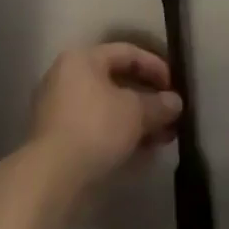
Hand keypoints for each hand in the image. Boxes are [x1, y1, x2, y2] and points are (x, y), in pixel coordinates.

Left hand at [31, 43, 182, 188]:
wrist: (53, 176)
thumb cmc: (96, 128)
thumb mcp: (136, 112)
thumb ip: (159, 104)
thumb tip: (175, 102)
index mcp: (82, 60)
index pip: (127, 52)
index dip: (155, 66)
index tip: (175, 87)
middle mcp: (66, 78)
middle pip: (117, 82)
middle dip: (148, 100)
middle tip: (171, 116)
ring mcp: (60, 110)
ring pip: (108, 109)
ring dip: (137, 121)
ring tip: (163, 138)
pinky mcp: (59, 139)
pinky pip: (97, 129)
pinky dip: (120, 137)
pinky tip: (143, 153)